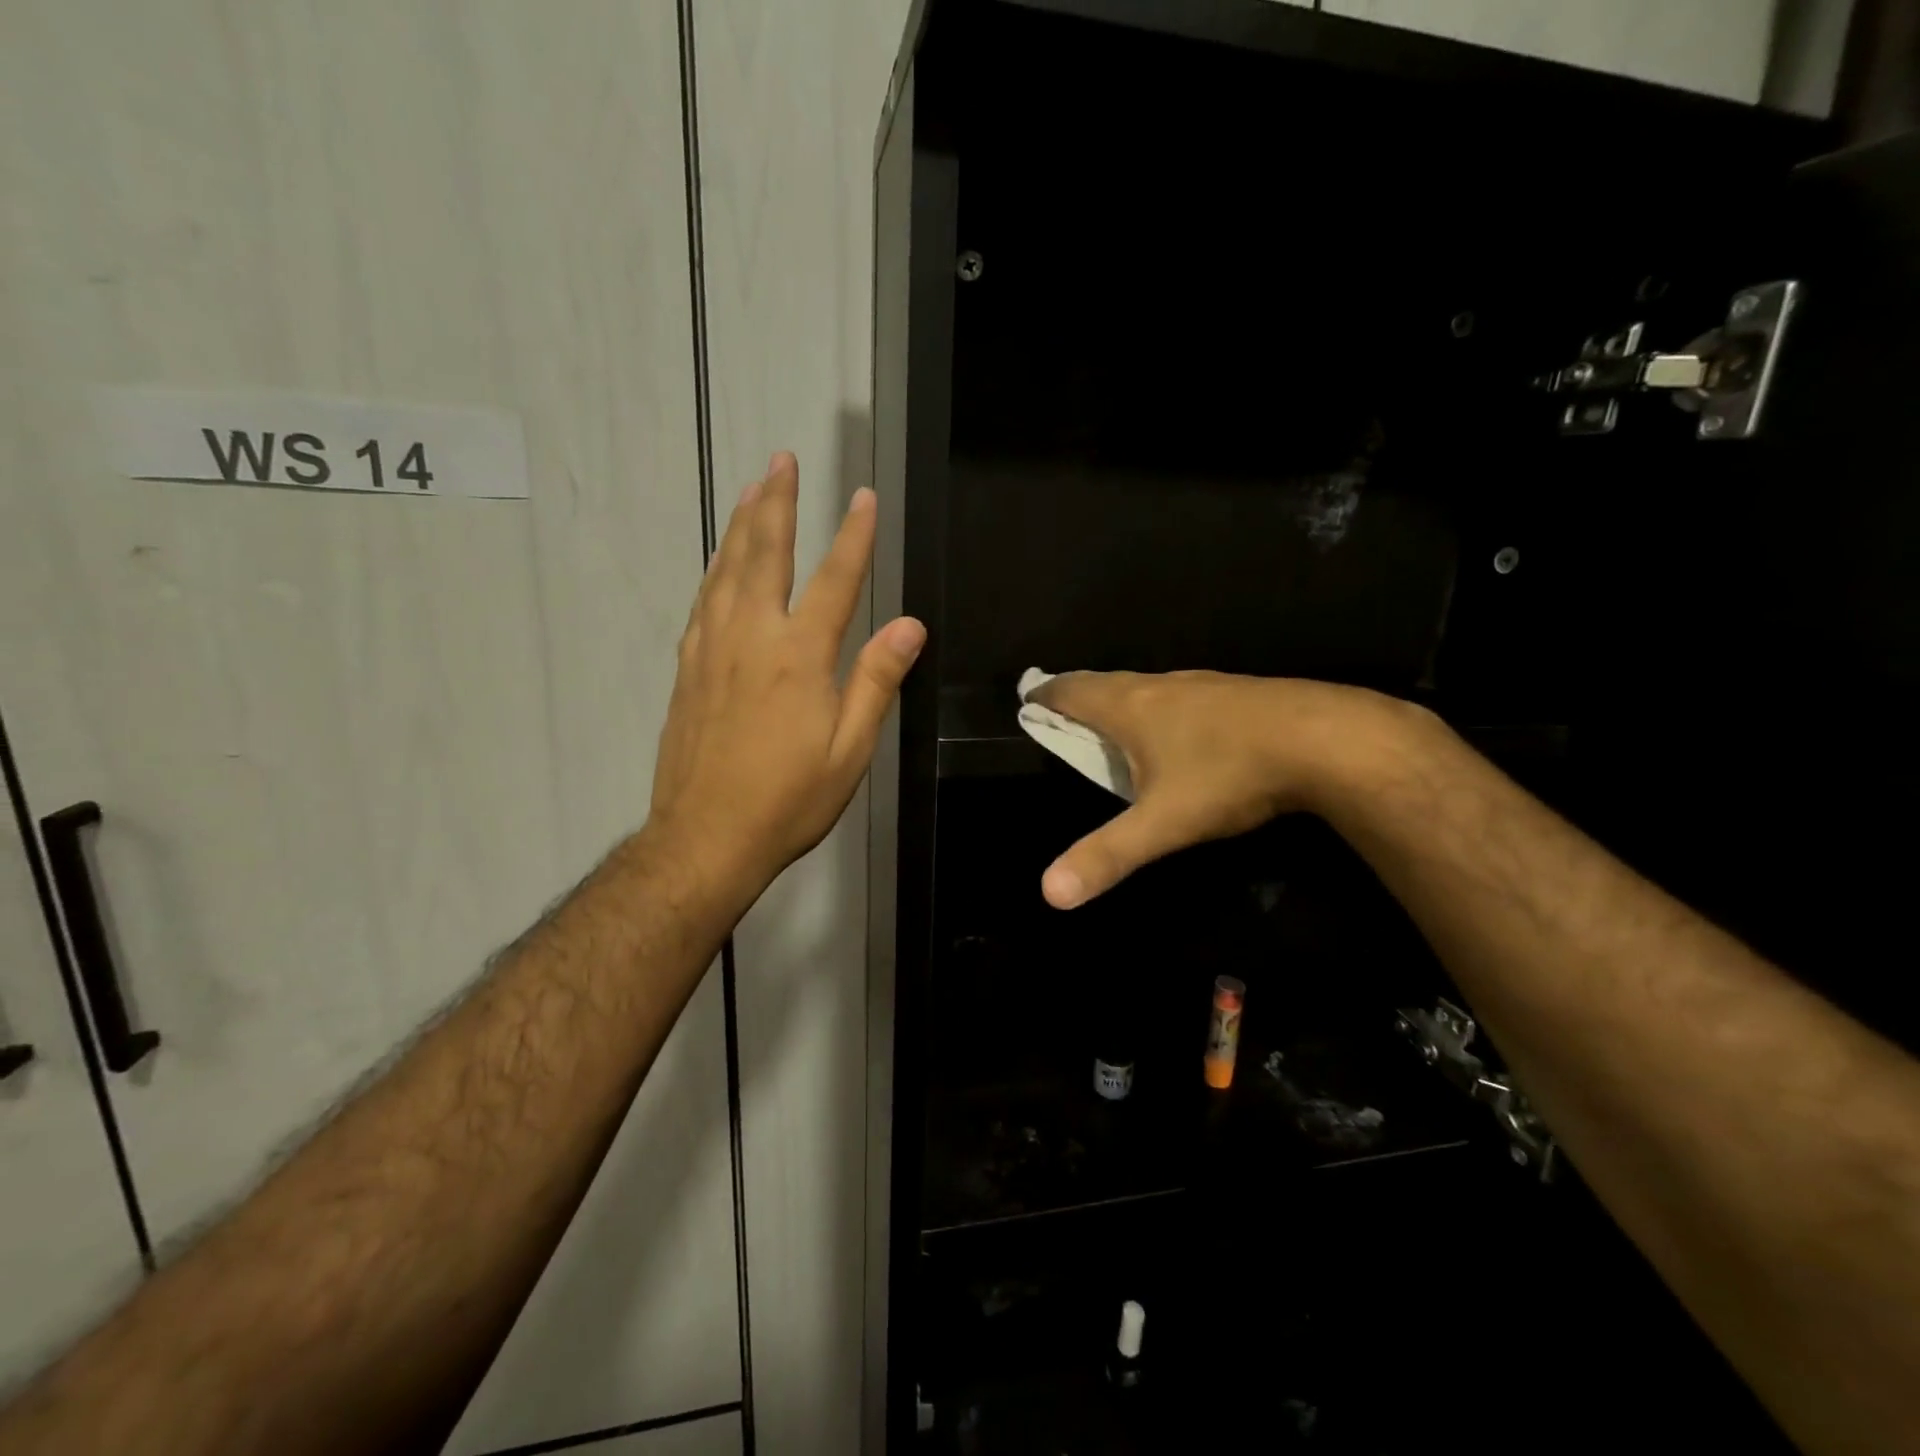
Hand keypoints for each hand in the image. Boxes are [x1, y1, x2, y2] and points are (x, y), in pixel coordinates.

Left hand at [648, 453, 925, 905]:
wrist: (705, 838)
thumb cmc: (789, 800)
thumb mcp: (850, 750)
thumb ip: (876, 680)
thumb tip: (909, 624)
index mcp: (798, 657)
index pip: (833, 581)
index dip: (853, 537)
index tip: (863, 497)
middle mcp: (750, 638)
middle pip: (764, 555)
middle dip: (777, 503)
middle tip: (781, 460)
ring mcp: (711, 650)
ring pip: (726, 570)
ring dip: (741, 524)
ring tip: (752, 489)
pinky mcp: (687, 668)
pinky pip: (703, 601)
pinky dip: (715, 569)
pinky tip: (719, 561)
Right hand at [1030, 671, 1424, 908]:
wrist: (1326, 740)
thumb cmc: (1229, 775)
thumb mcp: (1162, 823)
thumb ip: (1107, 856)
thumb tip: (1049, 894)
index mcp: (1130, 707)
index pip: (1072, 691)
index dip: (1045, 695)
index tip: (1027, 698)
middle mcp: (1161, 686)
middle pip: (1105, 683)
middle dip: (1078, 695)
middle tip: (1062, 710)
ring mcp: (1202, 685)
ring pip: (1146, 686)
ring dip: (1120, 699)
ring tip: (1113, 721)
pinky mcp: (1237, 693)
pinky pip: (1182, 695)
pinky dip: (1161, 706)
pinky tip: (1180, 730)